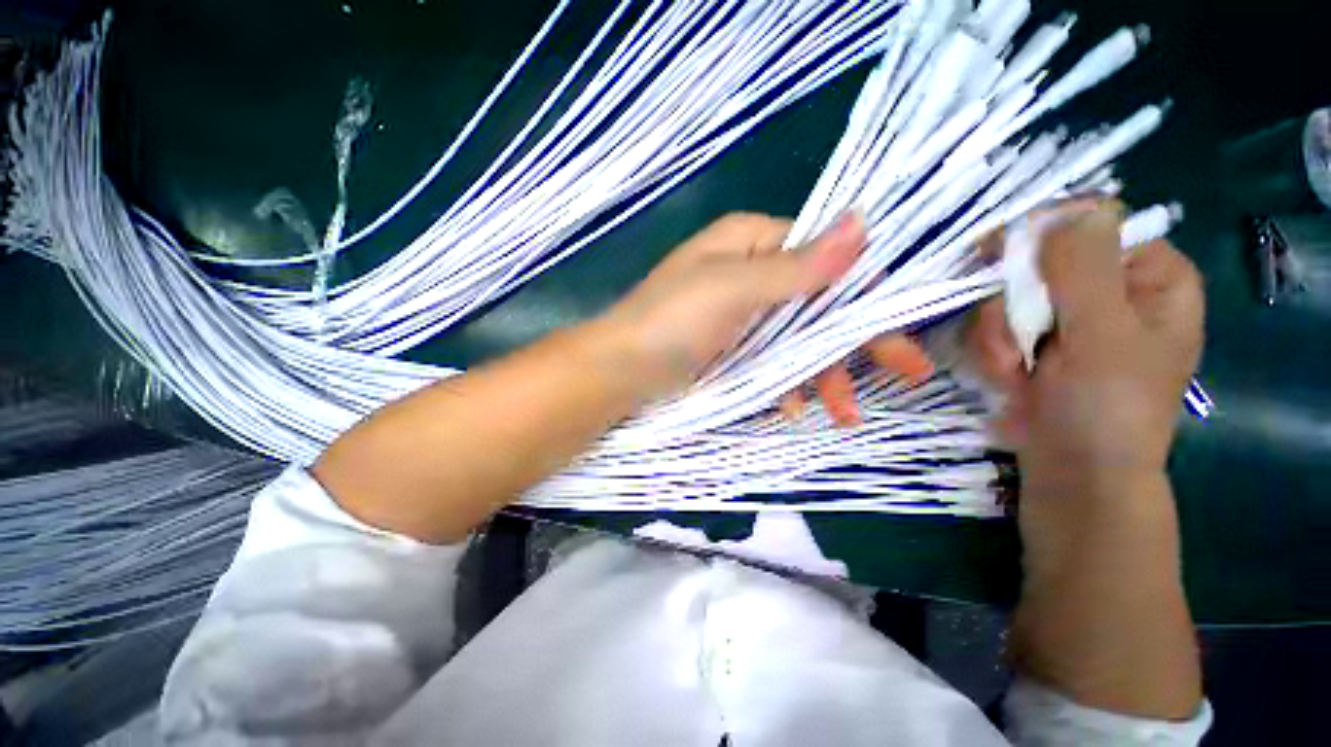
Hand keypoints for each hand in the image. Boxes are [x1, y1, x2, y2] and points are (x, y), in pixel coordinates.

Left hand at [603, 211, 928, 404]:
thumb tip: (863, 221)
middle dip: (856, 341)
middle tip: (907, 372)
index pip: (824, 255)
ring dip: (824, 375)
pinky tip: (795, 409)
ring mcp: (744, 315)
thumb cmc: (671, 321)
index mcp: (752, 243)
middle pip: (819, 302)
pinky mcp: (734, 348)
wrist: (621, 371)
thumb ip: (797, 265)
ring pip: (800, 338)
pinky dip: (789, 385)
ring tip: (843, 413)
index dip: (864, 288)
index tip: (899, 323)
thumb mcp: (733, 288)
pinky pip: (775, 361)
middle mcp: (752, 273)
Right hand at [965, 202, 1204, 494]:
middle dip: (1014, 302)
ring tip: (1015, 374)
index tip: (1001, 252)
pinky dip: (993, 353)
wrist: (1073, 475)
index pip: (1094, 223)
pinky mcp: (1034, 345)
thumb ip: (1084, 269)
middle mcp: (1109, 291)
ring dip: (998, 336)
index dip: (1046, 234)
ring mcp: (1067, 321)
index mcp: (1150, 276)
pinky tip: (1010, 381)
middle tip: (1017, 339)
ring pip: (1007, 297)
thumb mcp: (1104, 335)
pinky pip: (995, 327)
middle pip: (1040, 262)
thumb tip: (1068, 210)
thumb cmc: (1107, 409)